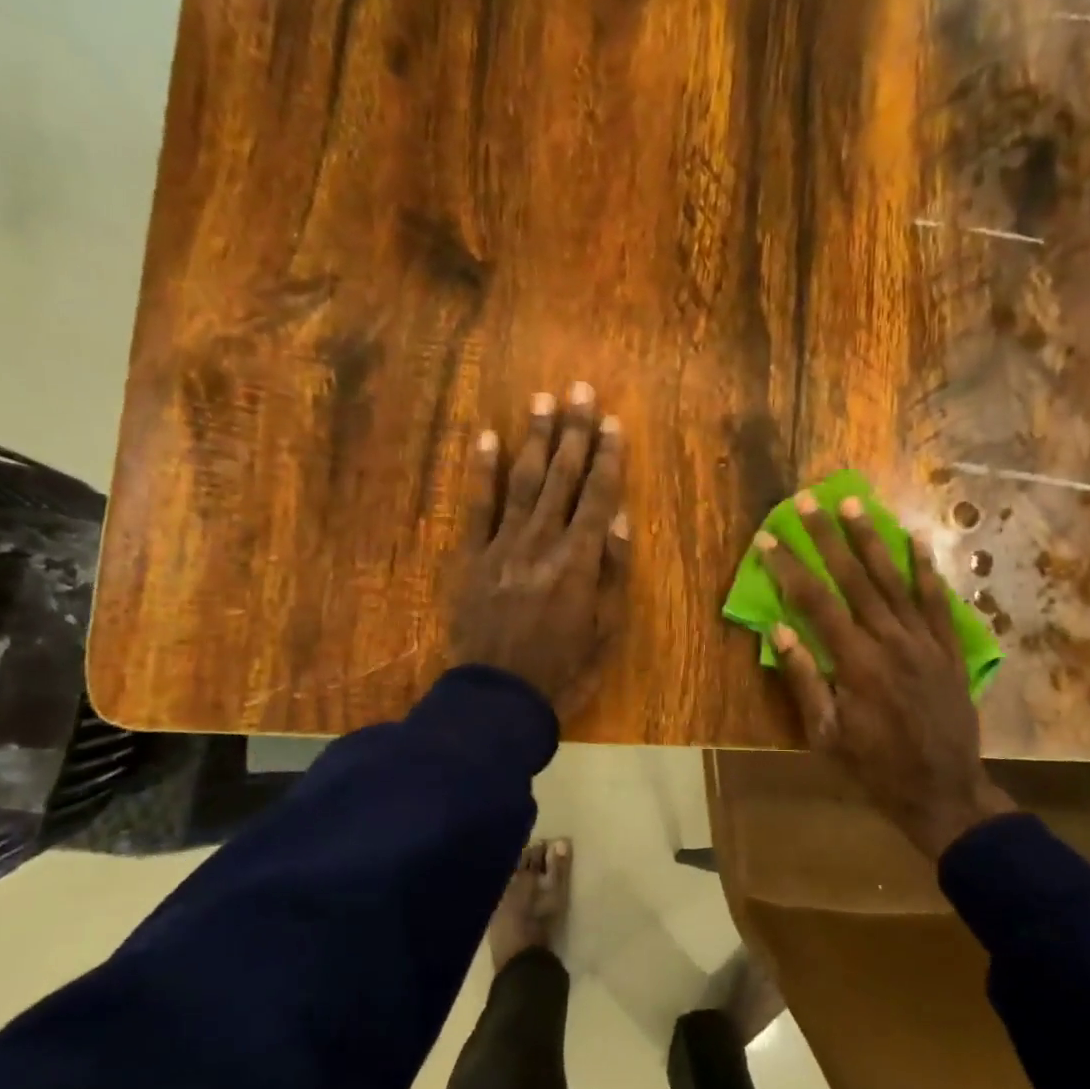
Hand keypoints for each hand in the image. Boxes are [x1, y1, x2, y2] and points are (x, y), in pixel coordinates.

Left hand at [450, 384, 628, 719]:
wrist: (497, 699)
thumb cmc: (562, 669)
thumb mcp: (605, 630)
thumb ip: (612, 572)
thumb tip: (618, 519)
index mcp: (579, 562)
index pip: (598, 498)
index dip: (608, 458)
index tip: (613, 422)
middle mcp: (542, 543)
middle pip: (562, 478)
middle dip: (574, 432)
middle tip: (581, 389)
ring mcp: (503, 546)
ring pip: (523, 482)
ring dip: (535, 439)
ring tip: (543, 399)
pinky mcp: (472, 557)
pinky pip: (477, 507)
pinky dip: (482, 471)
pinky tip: (487, 437)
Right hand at [755, 494, 1012, 859]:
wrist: (944, 792)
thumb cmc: (875, 768)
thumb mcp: (826, 735)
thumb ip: (804, 679)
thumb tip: (778, 629)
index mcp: (854, 662)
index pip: (814, 602)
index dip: (788, 568)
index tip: (767, 539)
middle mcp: (889, 640)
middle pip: (853, 578)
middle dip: (826, 537)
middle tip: (807, 501)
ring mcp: (924, 641)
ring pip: (894, 579)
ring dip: (871, 539)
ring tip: (854, 504)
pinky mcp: (948, 648)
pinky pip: (936, 600)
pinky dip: (925, 568)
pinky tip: (915, 539)